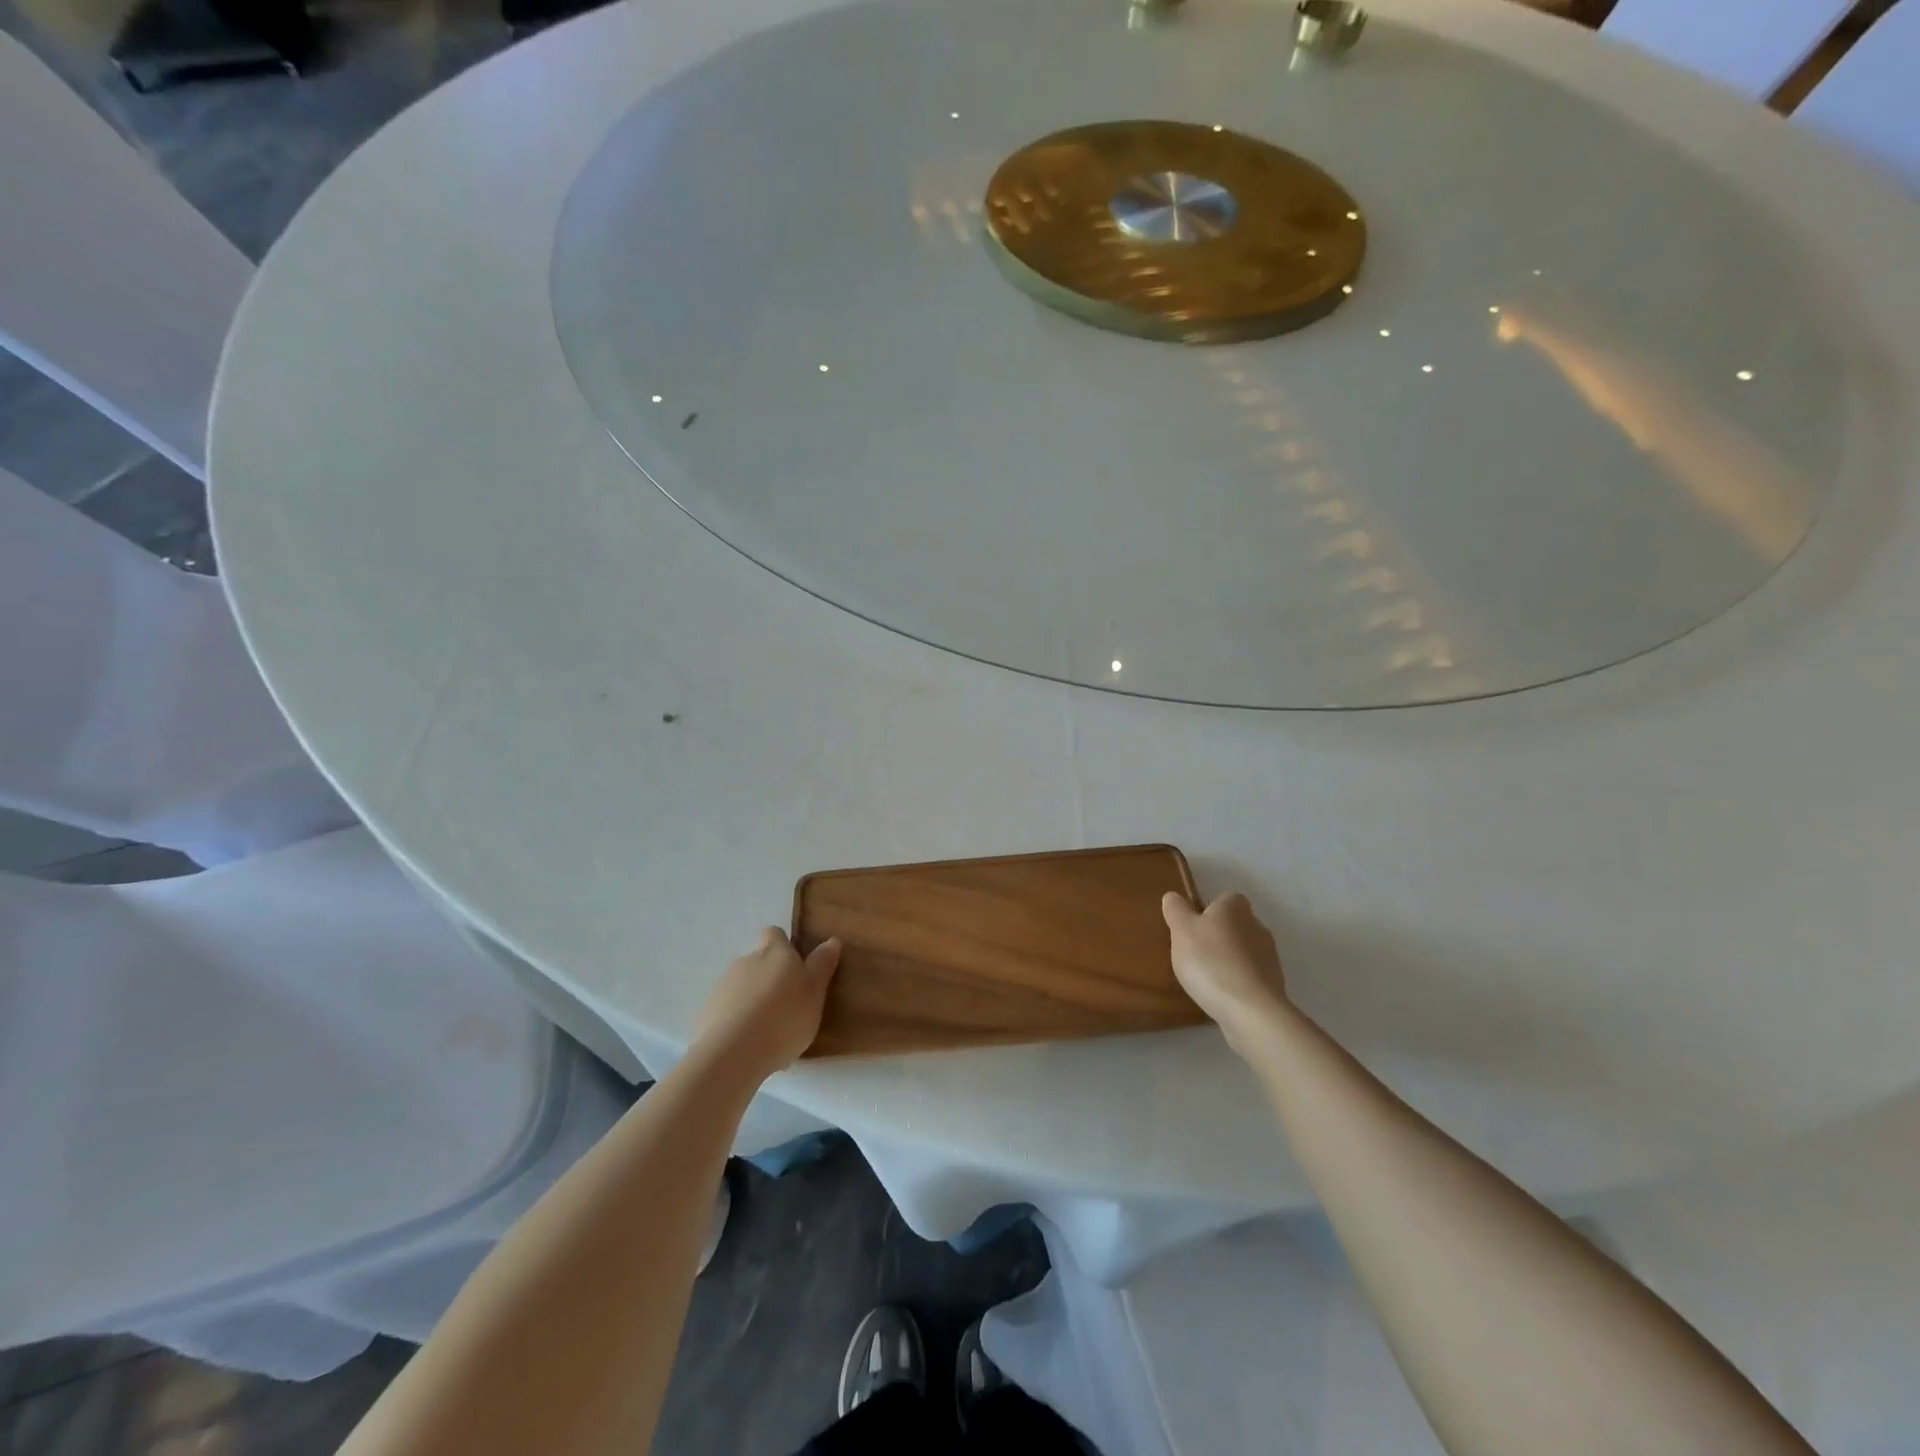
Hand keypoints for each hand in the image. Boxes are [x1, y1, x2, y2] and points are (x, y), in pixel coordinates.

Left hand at [694, 928, 841, 1077]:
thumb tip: (831, 940)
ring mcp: (721, 986)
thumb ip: (822, 965)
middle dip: (768, 977)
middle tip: (786, 1005)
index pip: (774, 934)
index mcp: (774, 952)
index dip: (783, 946)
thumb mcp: (815, 992)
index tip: (794, 967)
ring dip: (751, 1000)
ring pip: (740, 987)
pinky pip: (725, 1011)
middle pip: (757, 961)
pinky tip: (747, 1046)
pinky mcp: (705, 1013)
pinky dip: (735, 1022)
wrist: (733, 1053)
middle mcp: (745, 961)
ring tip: (767, 1032)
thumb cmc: (784, 1018)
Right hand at [1163, 891, 1287, 1051]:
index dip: (1208, 909)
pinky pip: (1251, 976)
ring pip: (1244, 951)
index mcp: (1235, 908)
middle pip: (1235, 925)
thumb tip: (1173, 896)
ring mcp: (1270, 957)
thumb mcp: (1181, 930)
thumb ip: (1176, 910)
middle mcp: (1257, 926)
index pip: (1225, 898)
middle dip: (1219, 935)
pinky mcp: (1274, 985)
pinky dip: (1238, 981)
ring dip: (1229, 959)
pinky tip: (1222, 995)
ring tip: (1206, 977)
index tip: (1192, 926)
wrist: (1249, 1010)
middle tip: (1194, 952)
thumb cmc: (1210, 961)